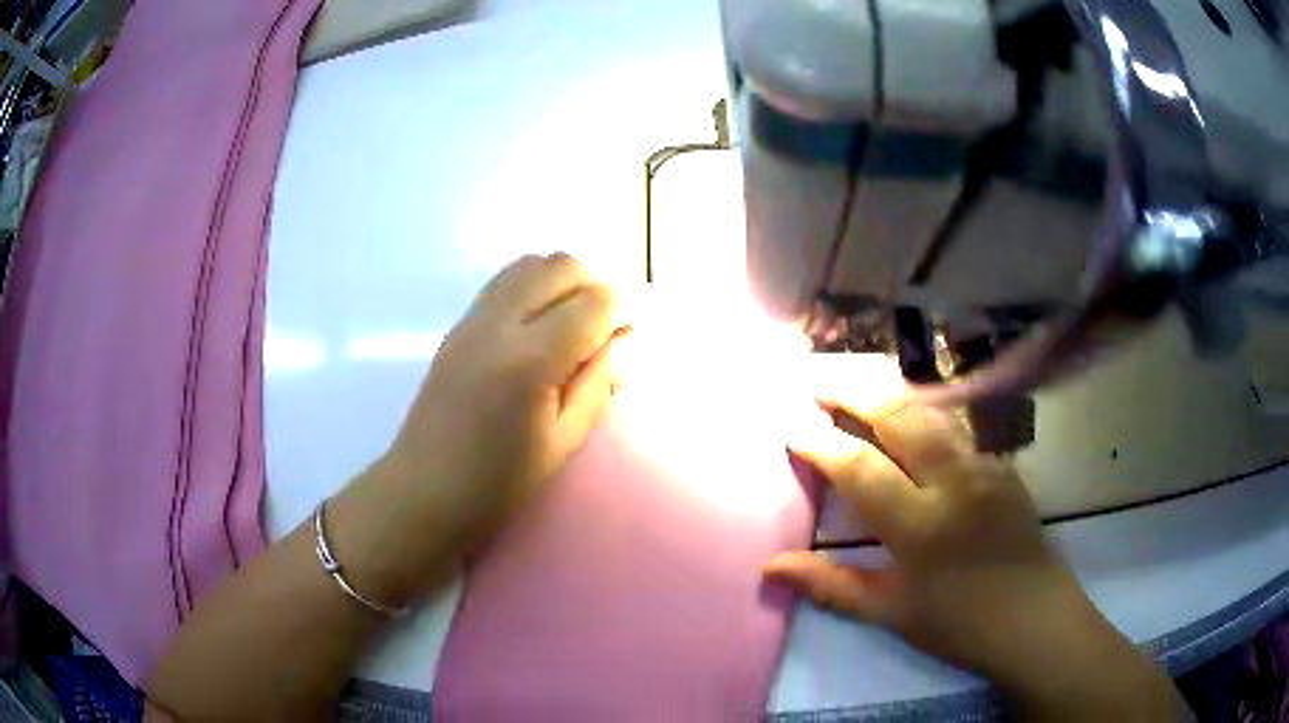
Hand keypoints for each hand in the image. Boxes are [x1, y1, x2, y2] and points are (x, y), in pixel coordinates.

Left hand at [333, 253, 627, 605]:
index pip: (593, 304)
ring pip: (530, 264)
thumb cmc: (498, 483)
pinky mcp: (458, 325)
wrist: (423, 490)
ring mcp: (473, 319)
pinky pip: (504, 281)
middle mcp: (500, 323)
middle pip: (561, 266)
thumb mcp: (563, 443)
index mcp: (531, 360)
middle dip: (595, 285)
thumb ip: (598, 384)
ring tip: (573, 323)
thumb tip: (626, 341)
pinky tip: (538, 325)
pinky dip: (533, 286)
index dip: (624, 309)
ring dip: (562, 281)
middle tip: (606, 328)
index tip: (634, 330)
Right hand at [766, 393, 1184, 720]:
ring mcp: (984, 462)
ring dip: (886, 384)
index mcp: (921, 525)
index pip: (860, 468)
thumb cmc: (960, 624)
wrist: (1035, 617)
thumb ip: (830, 585)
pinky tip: (906, 394)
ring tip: (850, 371)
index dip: (821, 443)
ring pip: (930, 405)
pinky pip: (958, 417)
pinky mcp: (1002, 460)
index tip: (790, 424)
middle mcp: (954, 480)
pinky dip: (922, 398)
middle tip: (811, 375)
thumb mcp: (892, 613)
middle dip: (850, 388)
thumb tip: (770, 567)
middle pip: (898, 415)